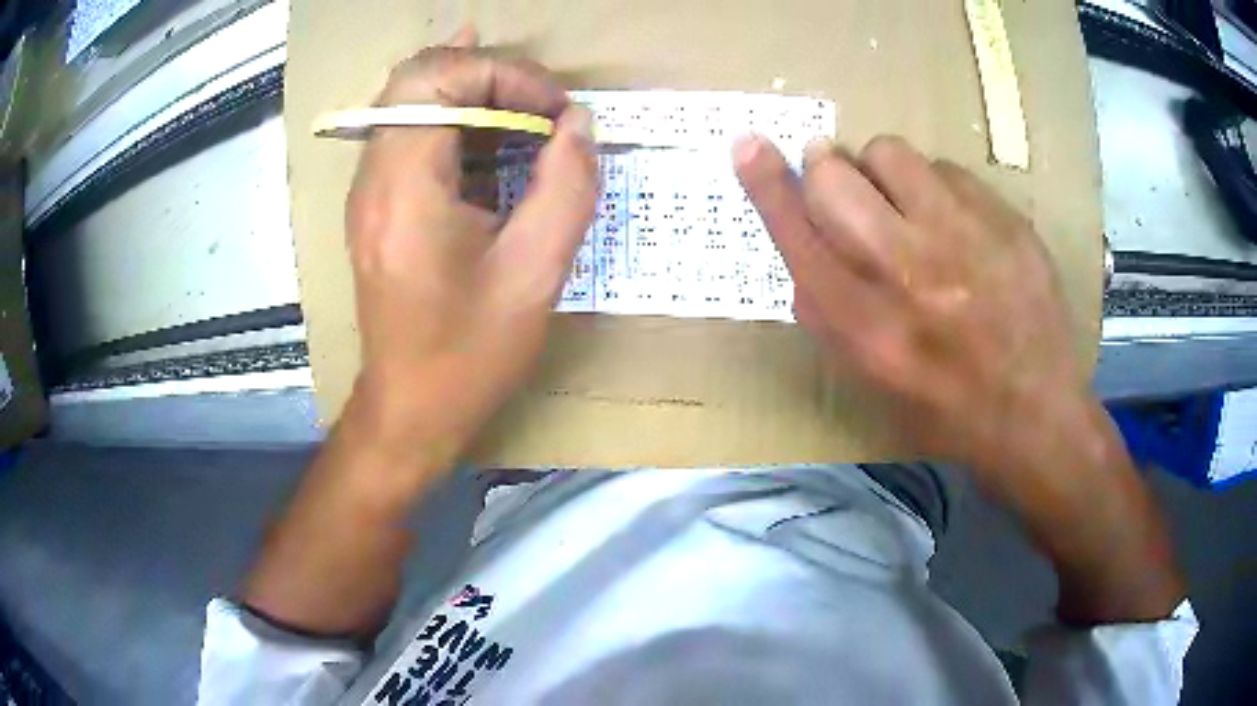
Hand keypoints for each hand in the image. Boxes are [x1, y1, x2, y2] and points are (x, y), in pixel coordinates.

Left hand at [242, 31, 595, 636]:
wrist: (410, 409)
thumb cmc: (469, 355)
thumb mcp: (535, 275)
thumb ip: (566, 187)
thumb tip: (579, 124)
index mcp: (405, 190)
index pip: (438, 79)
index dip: (505, 75)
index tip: (557, 111)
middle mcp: (374, 177)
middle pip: (417, 76)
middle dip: (488, 73)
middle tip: (541, 102)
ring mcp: (370, 189)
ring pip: (411, 98)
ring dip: (474, 91)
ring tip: (530, 110)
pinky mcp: (378, 203)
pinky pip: (411, 132)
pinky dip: (456, 116)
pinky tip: (492, 119)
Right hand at [735, 135, 1184, 624]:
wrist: (1034, 414)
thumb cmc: (942, 407)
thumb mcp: (869, 379)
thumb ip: (826, 312)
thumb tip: (803, 240)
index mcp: (864, 323)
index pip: (796, 233)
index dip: (766, 183)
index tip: (748, 144)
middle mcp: (906, 270)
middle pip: (835, 175)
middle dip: (827, 168)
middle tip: (847, 186)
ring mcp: (963, 237)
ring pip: (889, 152)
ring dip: (883, 172)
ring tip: (909, 207)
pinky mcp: (1005, 219)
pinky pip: (946, 169)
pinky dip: (937, 188)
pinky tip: (958, 226)